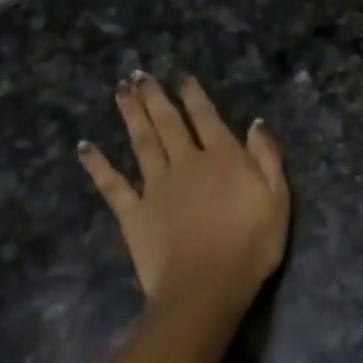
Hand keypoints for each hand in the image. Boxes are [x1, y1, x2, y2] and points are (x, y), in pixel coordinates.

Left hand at [78, 73, 289, 319]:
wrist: (205, 288)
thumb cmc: (250, 245)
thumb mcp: (277, 198)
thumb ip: (267, 157)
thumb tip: (256, 122)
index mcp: (223, 157)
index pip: (206, 116)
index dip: (193, 94)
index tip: (180, 75)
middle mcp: (186, 162)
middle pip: (168, 122)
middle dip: (155, 96)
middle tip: (139, 74)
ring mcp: (155, 186)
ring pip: (141, 142)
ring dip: (131, 114)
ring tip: (120, 90)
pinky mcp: (133, 213)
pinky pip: (112, 184)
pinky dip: (97, 164)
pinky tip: (85, 147)